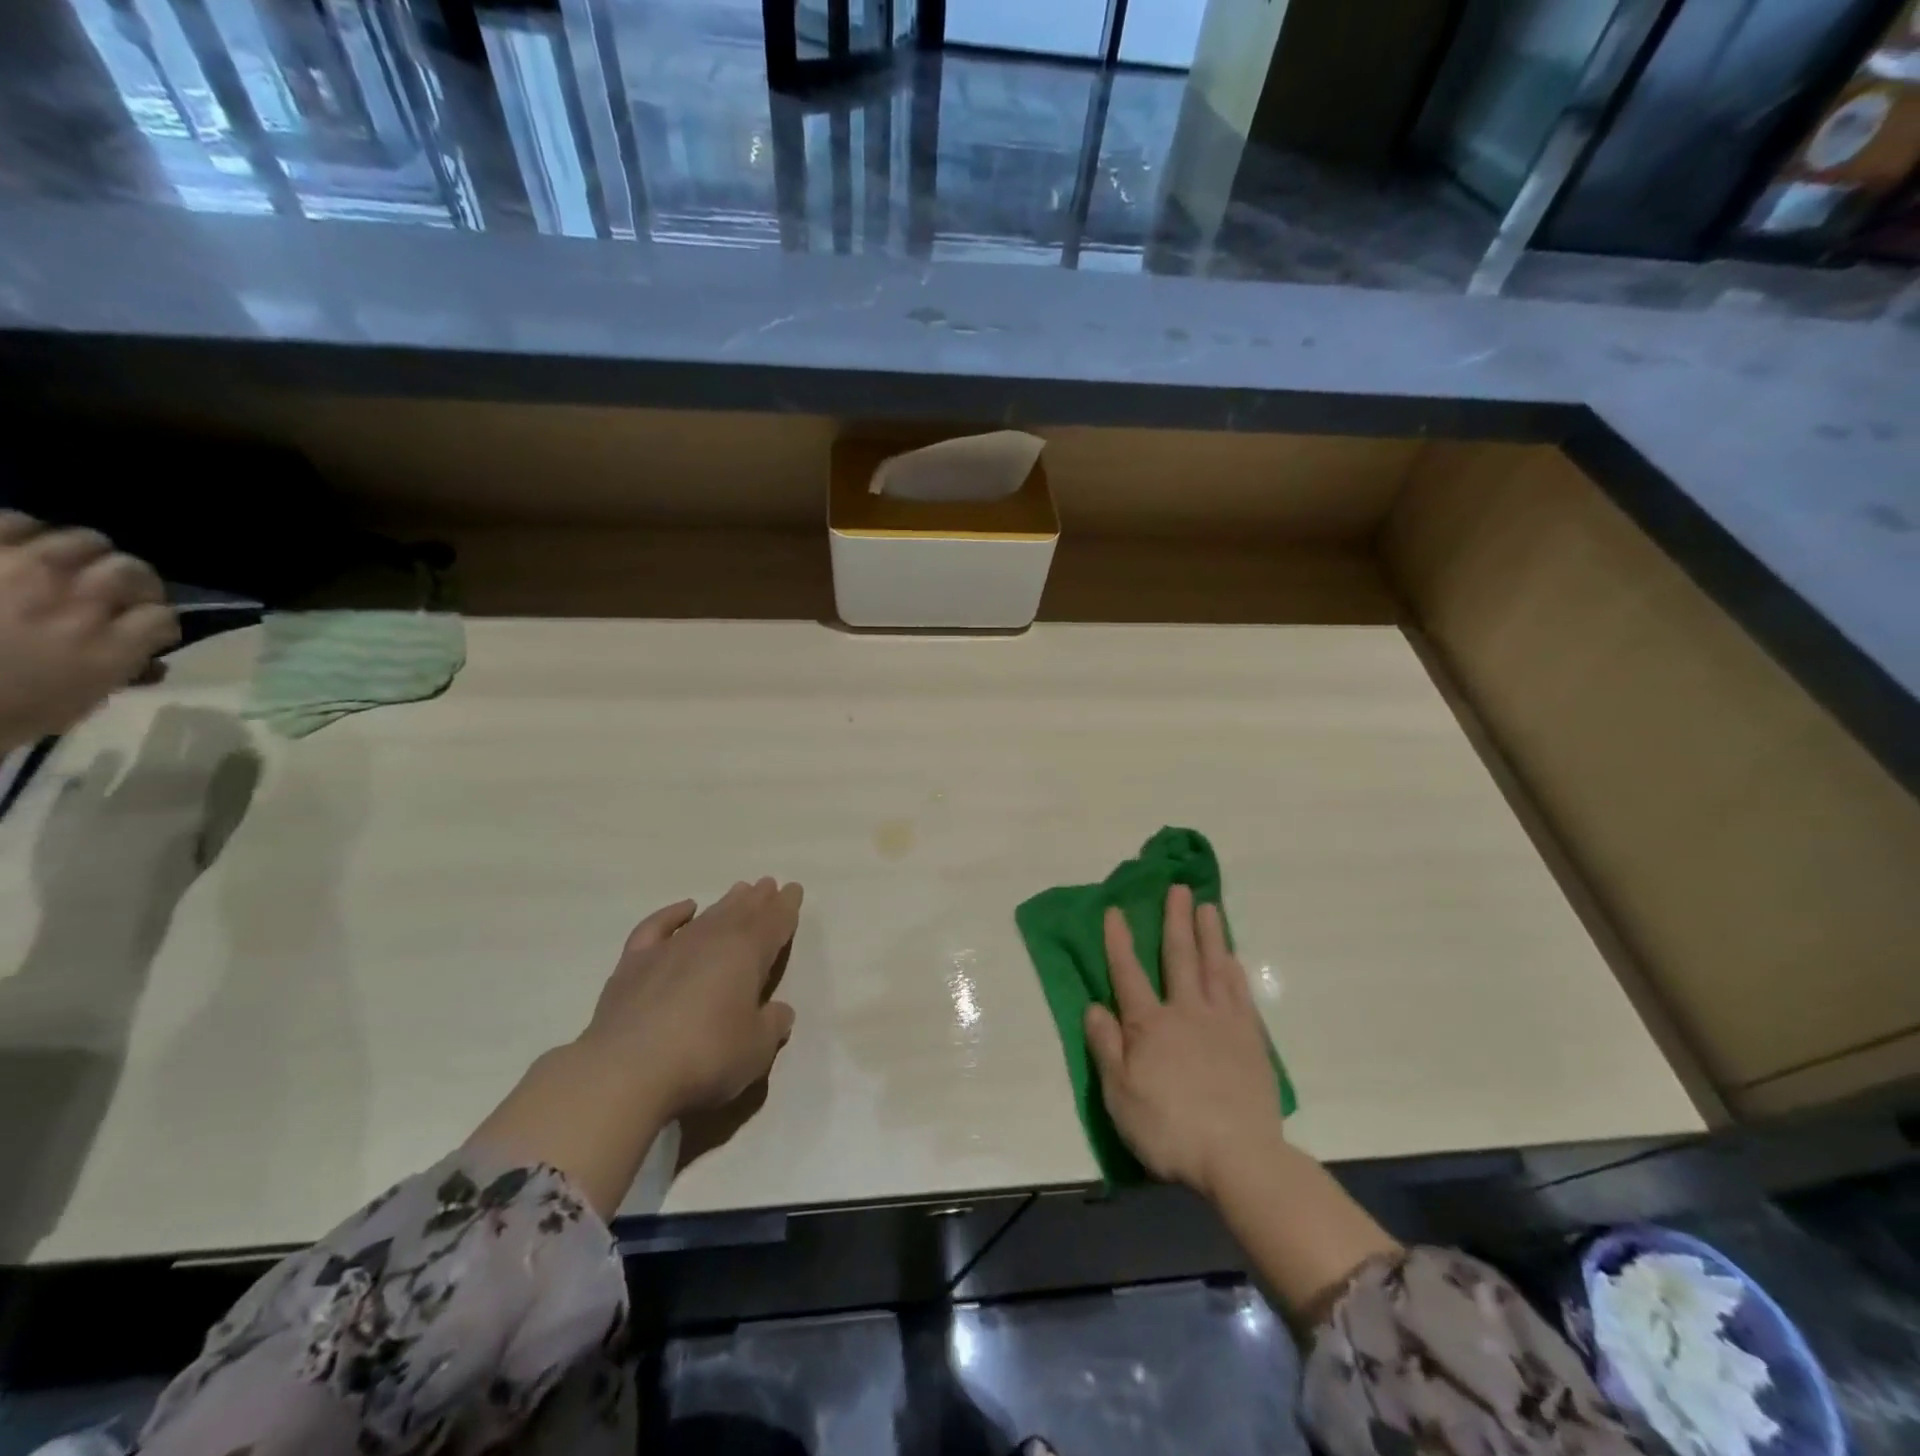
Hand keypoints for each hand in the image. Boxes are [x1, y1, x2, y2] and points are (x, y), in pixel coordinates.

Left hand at [0, 513, 177, 751]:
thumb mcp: (71, 706)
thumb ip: (115, 674)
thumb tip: (146, 661)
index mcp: (109, 648)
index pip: (162, 617)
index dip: (155, 623)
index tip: (142, 631)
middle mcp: (80, 602)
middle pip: (131, 571)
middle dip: (130, 583)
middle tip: (112, 594)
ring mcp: (24, 570)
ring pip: (83, 540)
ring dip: (83, 555)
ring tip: (65, 566)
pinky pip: (13, 521)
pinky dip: (23, 530)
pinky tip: (18, 546)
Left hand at [578, 878, 801, 1118]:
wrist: (626, 1072)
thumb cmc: (705, 1057)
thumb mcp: (756, 1050)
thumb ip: (771, 1025)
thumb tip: (779, 1011)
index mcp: (747, 954)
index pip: (773, 923)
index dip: (786, 907)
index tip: (793, 889)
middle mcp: (711, 941)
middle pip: (741, 912)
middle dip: (758, 899)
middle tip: (768, 884)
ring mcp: (670, 949)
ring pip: (706, 916)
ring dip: (725, 903)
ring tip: (739, 890)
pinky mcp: (633, 964)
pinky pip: (657, 927)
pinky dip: (672, 914)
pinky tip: (685, 909)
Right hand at [1085, 884, 1284, 1199]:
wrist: (1239, 1157)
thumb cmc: (1169, 1128)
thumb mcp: (1120, 1094)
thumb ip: (1106, 1047)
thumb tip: (1094, 1005)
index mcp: (1149, 1025)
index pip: (1128, 974)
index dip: (1119, 941)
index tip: (1115, 909)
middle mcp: (1186, 1012)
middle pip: (1179, 957)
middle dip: (1176, 920)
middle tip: (1178, 887)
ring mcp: (1223, 1023)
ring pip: (1215, 967)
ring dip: (1210, 934)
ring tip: (1208, 906)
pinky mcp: (1250, 1040)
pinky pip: (1240, 994)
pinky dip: (1234, 970)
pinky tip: (1233, 958)